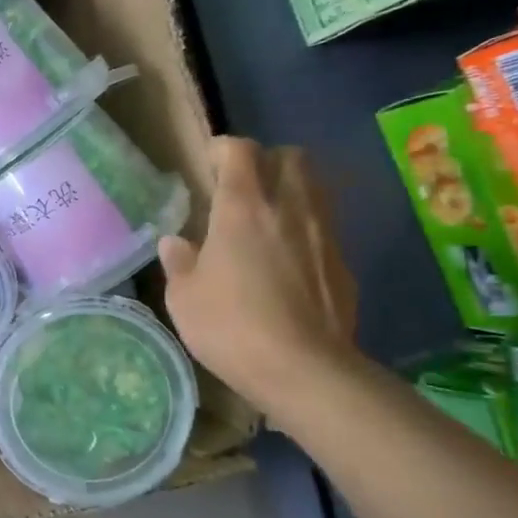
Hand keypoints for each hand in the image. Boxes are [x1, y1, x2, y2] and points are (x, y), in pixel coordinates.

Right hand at [158, 137, 357, 415]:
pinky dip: (306, 226)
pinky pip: (324, 225)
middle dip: (267, 161)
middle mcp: (288, 207)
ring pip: (315, 186)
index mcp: (242, 207)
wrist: (305, 369)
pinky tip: (289, 257)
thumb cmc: (231, 326)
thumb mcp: (184, 297)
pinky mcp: (342, 261)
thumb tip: (175, 242)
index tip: (208, 164)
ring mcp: (322, 233)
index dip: (223, 149)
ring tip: (268, 216)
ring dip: (291, 189)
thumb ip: (179, 261)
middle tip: (244, 186)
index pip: (240, 150)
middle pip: (290, 156)